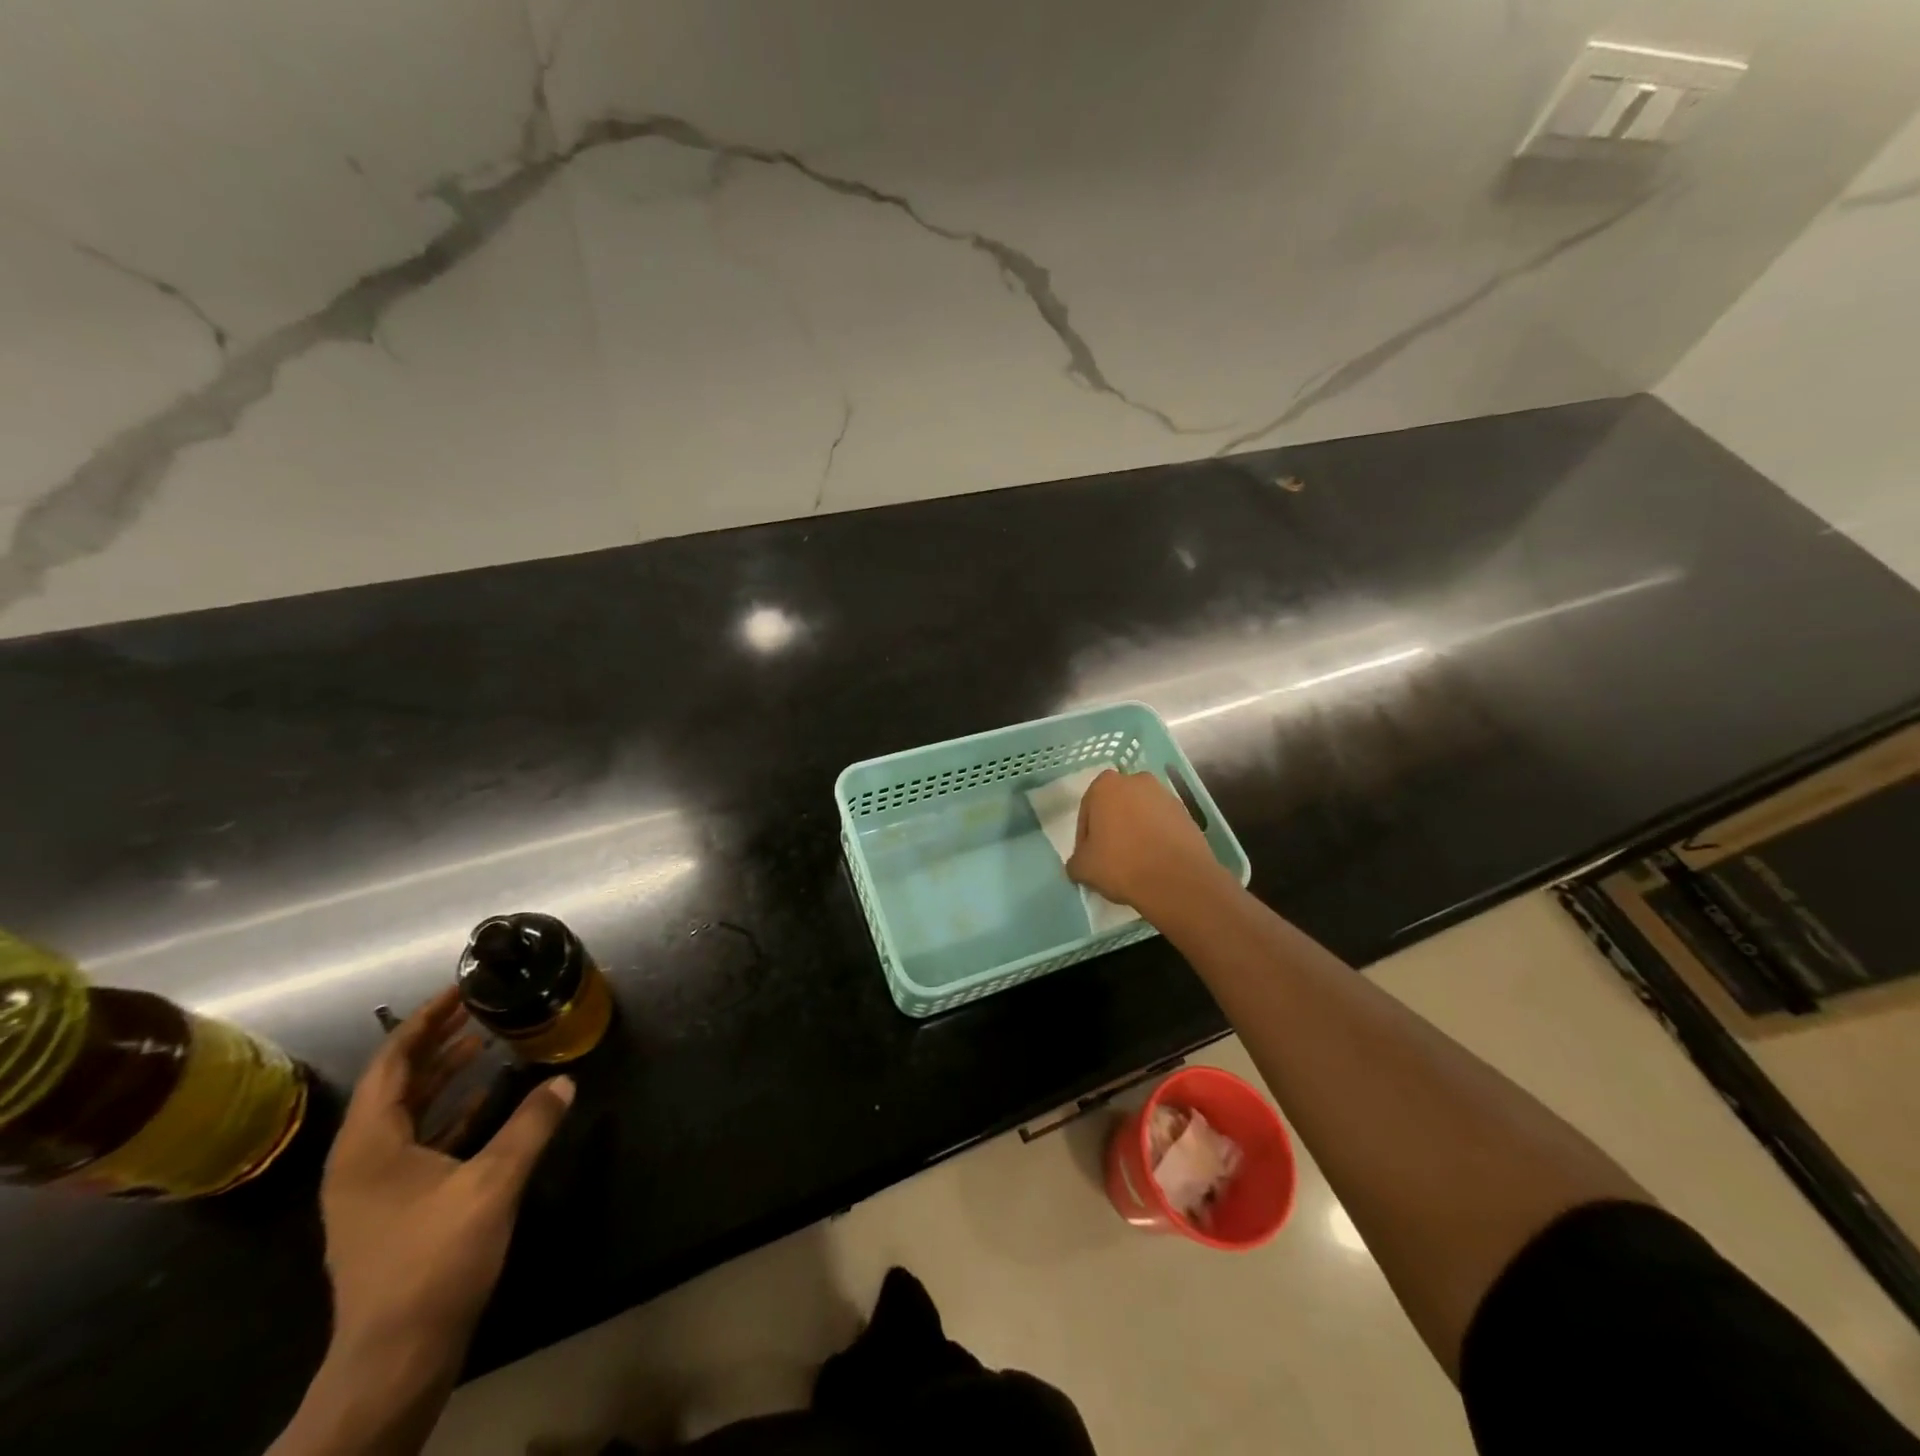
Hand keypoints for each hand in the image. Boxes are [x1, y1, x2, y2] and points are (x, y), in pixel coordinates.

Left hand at [321, 988, 573, 1364]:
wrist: (395, 1358)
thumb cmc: (433, 1260)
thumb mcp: (491, 1184)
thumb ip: (531, 1126)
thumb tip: (566, 1079)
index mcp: (369, 1145)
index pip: (393, 1061)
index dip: (426, 1020)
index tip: (462, 988)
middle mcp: (362, 1158)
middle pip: (399, 1082)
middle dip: (439, 1041)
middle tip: (482, 1006)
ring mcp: (375, 1185)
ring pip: (411, 1111)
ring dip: (448, 1075)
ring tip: (488, 1040)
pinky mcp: (394, 1206)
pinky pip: (422, 1139)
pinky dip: (455, 1112)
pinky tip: (493, 1098)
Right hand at [1066, 768, 1228, 912]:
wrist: (1177, 879)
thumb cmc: (1121, 864)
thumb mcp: (1083, 868)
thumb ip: (1075, 860)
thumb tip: (1079, 863)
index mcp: (1106, 785)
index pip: (1087, 811)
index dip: (1085, 837)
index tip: (1089, 857)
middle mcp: (1136, 780)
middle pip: (1116, 806)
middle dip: (1112, 827)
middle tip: (1109, 857)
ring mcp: (1165, 795)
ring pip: (1140, 813)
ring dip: (1135, 831)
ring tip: (1134, 861)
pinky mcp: (1186, 812)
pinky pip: (1161, 824)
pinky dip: (1155, 837)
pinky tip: (1153, 860)